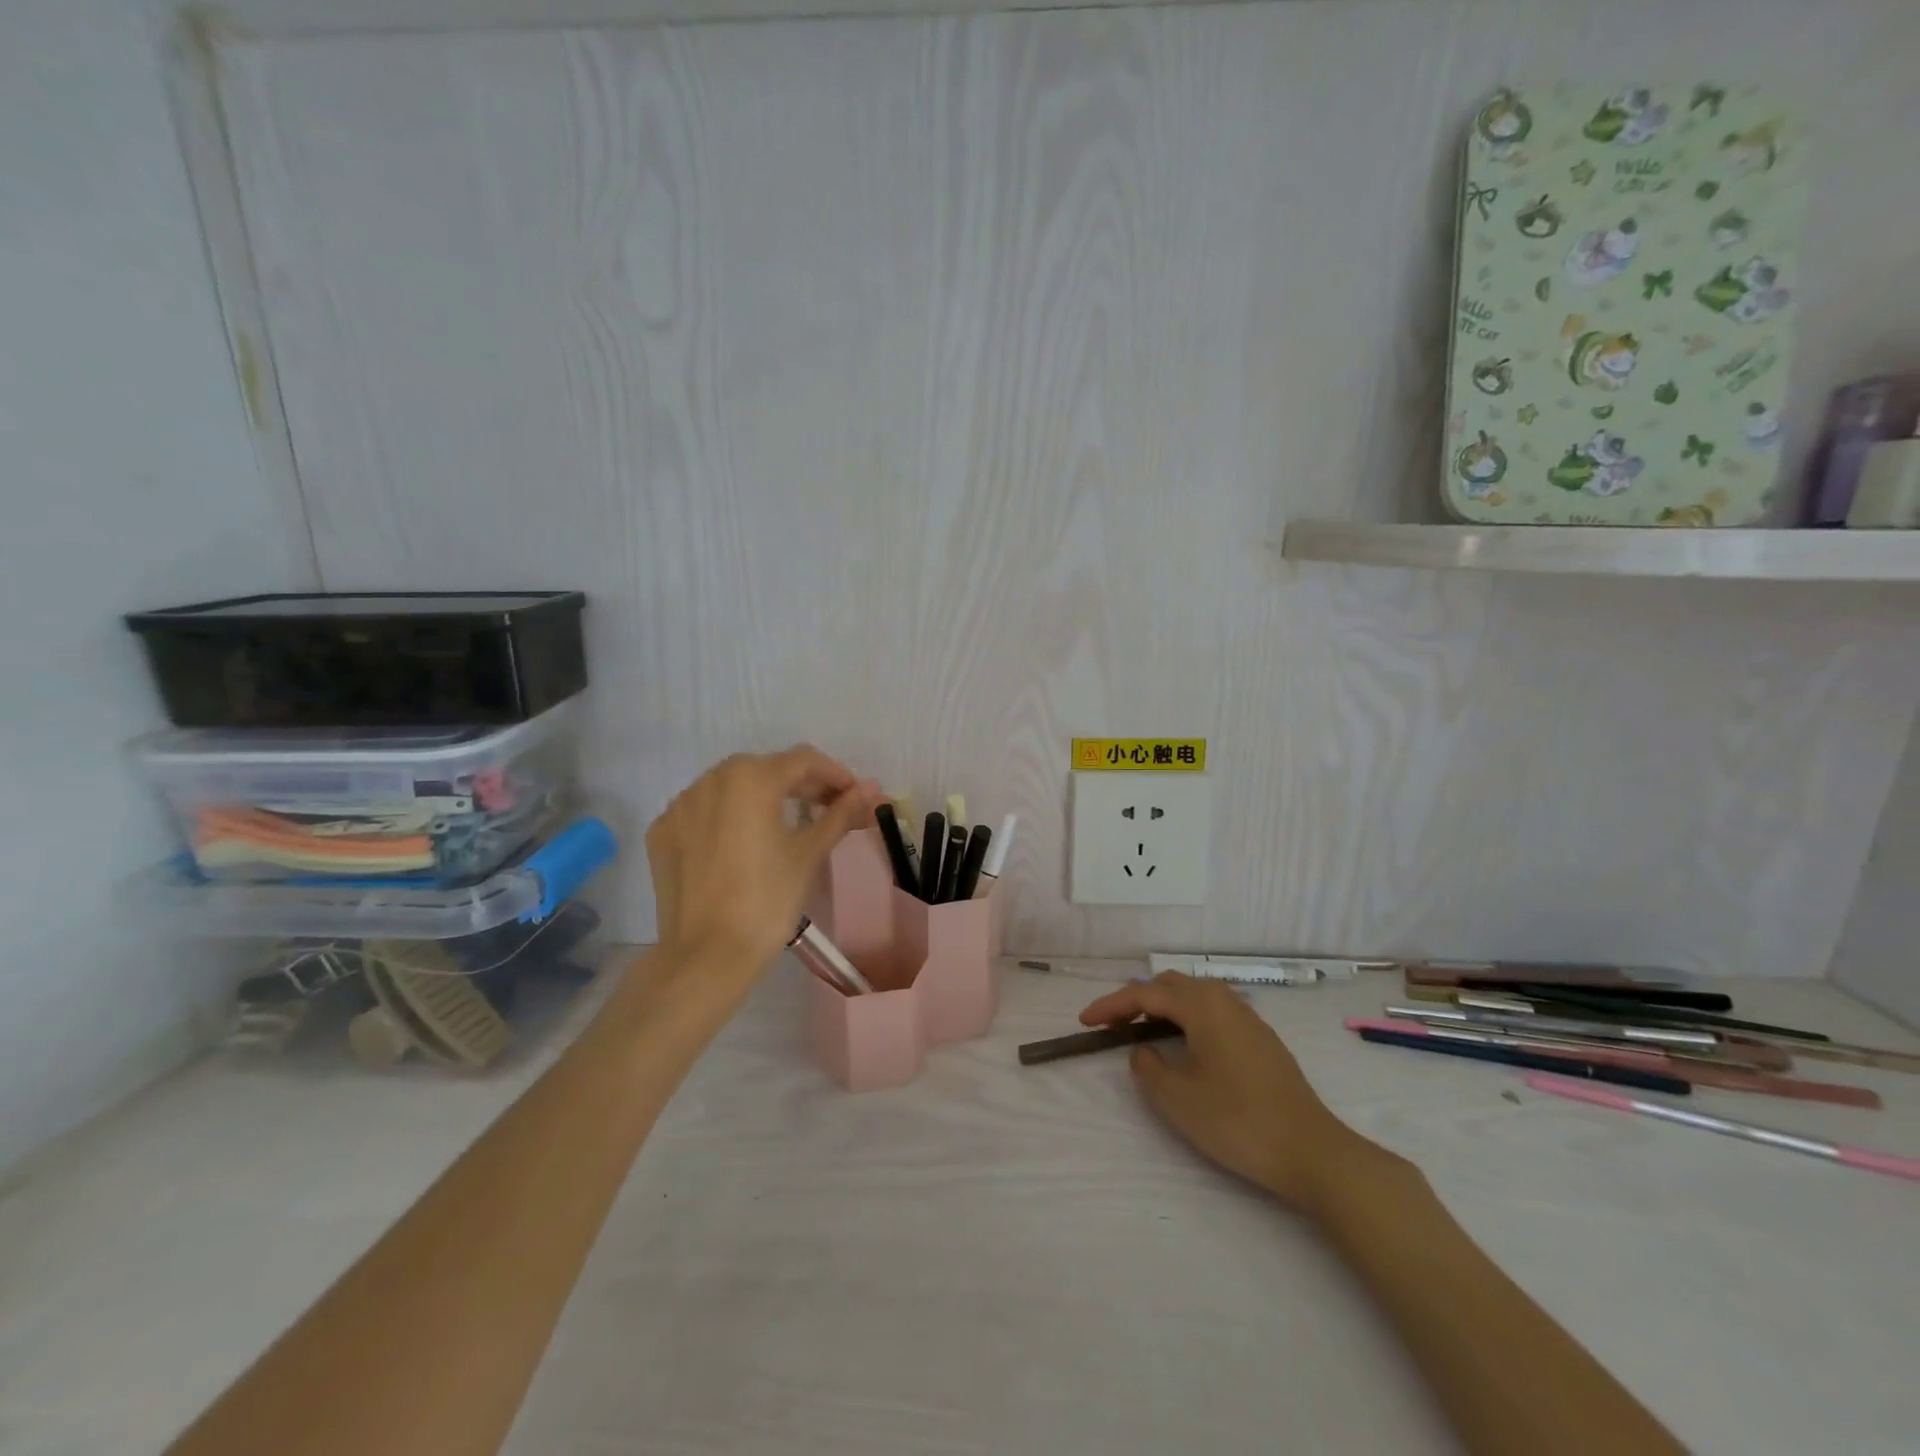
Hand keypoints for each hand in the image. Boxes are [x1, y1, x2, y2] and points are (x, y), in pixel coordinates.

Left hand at [646, 746, 878, 972]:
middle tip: (829, 810)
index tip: (855, 796)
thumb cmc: (768, 900)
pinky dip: (729, 817)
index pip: (803, 760)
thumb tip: (871, 789)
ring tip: (788, 824)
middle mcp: (711, 779)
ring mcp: (680, 805)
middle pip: (767, 769)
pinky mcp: (663, 832)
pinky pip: (704, 811)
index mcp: (750, 778)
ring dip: (764, 797)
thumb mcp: (809, 852)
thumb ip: (840, 813)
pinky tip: (743, 844)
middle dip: (802, 785)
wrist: (706, 956)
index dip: (836, 775)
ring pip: (732, 787)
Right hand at [1079, 972, 1366, 1211]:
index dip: (1111, 1005)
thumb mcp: (1177, 1098)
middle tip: (1112, 1024)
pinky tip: (1185, 1044)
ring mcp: (1248, 1019)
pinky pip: (1213, 1012)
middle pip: (1171, 985)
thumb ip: (1148, 1067)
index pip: (1145, 994)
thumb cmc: (1238, 1121)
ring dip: (1164, 1006)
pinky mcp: (1262, 1040)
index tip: (1085, 1021)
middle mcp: (1225, 1000)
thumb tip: (1143, 1050)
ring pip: (1195, 996)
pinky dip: (1187, 1018)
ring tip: (1143, 1030)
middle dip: (1137, 999)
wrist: (1311, 1151)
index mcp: (1202, 1005)